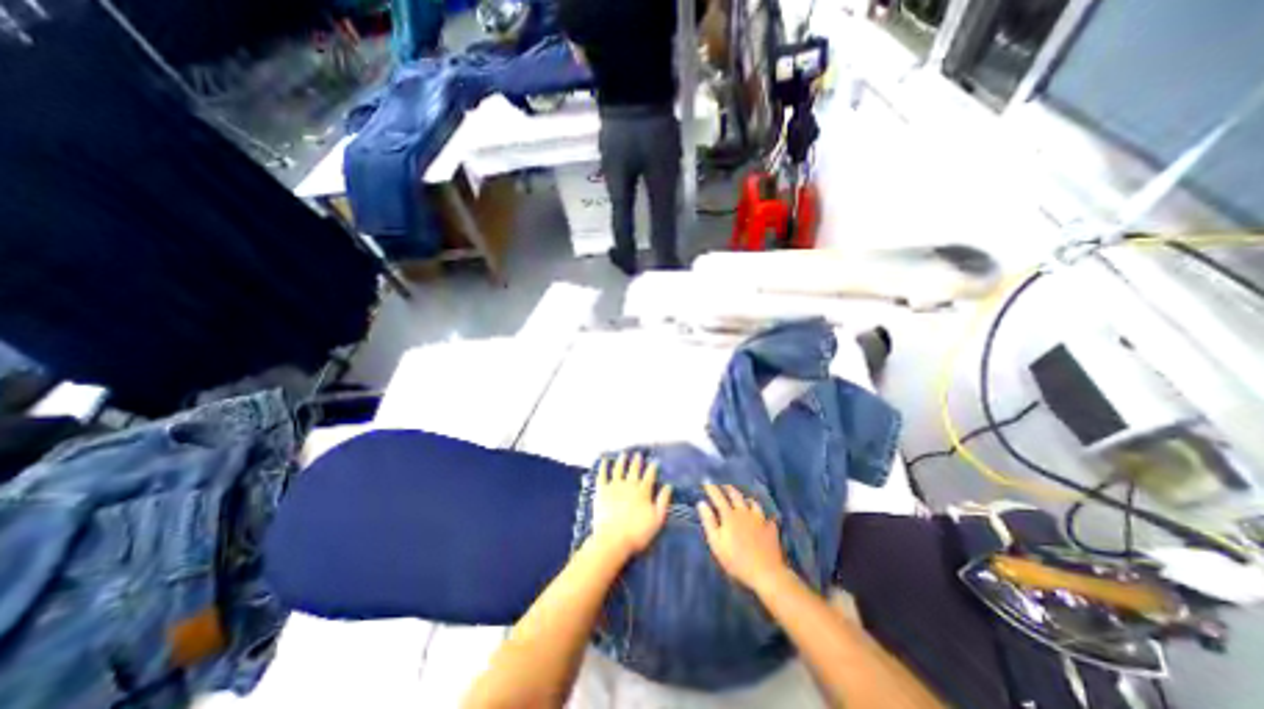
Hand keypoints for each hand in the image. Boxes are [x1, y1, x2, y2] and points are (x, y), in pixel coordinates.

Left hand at [591, 454, 669, 559]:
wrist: (613, 539)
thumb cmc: (637, 532)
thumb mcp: (657, 519)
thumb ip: (663, 501)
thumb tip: (669, 486)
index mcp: (643, 491)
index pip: (649, 476)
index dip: (652, 468)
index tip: (654, 461)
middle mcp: (629, 485)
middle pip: (634, 470)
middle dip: (637, 461)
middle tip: (638, 454)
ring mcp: (614, 486)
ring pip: (619, 469)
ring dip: (621, 461)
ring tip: (624, 454)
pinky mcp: (602, 491)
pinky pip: (602, 475)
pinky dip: (603, 467)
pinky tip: (603, 460)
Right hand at [695, 483, 785, 595]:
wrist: (766, 572)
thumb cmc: (736, 559)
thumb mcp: (716, 543)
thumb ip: (709, 521)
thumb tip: (701, 503)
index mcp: (729, 515)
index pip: (718, 497)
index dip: (711, 488)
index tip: (706, 481)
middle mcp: (744, 512)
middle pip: (736, 495)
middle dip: (728, 488)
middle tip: (723, 485)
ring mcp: (760, 519)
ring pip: (752, 502)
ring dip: (745, 498)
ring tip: (743, 499)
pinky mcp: (771, 528)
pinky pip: (766, 515)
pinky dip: (762, 513)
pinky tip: (762, 516)